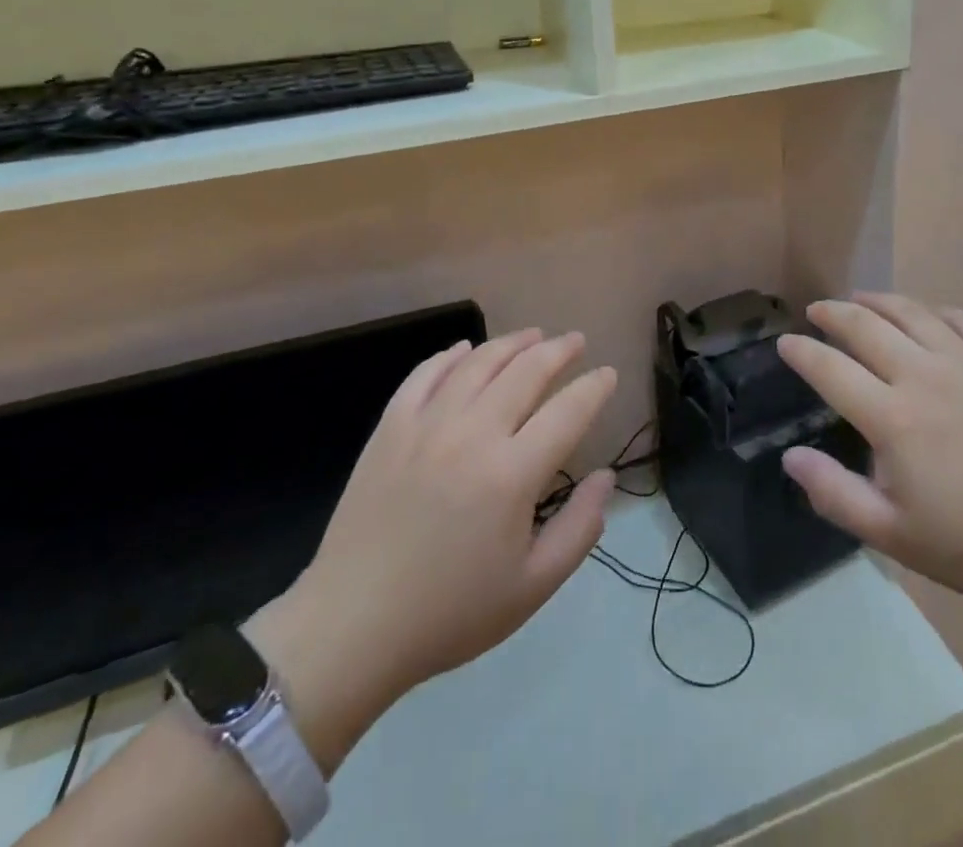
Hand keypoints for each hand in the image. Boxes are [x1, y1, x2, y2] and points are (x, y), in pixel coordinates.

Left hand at [257, 330, 615, 750]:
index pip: (568, 411)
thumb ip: (580, 528)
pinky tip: (466, 350)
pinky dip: (451, 355)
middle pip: (526, 371)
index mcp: (512, 474)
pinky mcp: (390, 428)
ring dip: (512, 343)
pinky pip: (425, 374)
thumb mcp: (532, 587)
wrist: (353, 626)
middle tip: (576, 341)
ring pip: (479, 363)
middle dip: (559, 350)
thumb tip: (605, 477)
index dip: (594, 388)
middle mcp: (473, 434)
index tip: (609, 374)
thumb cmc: (450, 612)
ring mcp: (427, 425)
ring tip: (534, 335)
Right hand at [778, 294, 962, 623]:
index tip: (785, 343)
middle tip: (816, 311)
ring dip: (877, 301)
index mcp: (893, 418)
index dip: (801, 352)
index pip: (830, 369)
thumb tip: (790, 456)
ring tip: (860, 299)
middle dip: (832, 313)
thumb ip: (836, 495)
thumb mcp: (899, 538)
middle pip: (865, 326)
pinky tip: (927, 316)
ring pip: (911, 312)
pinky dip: (933, 311)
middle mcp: (924, 375)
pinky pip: (960, 319)